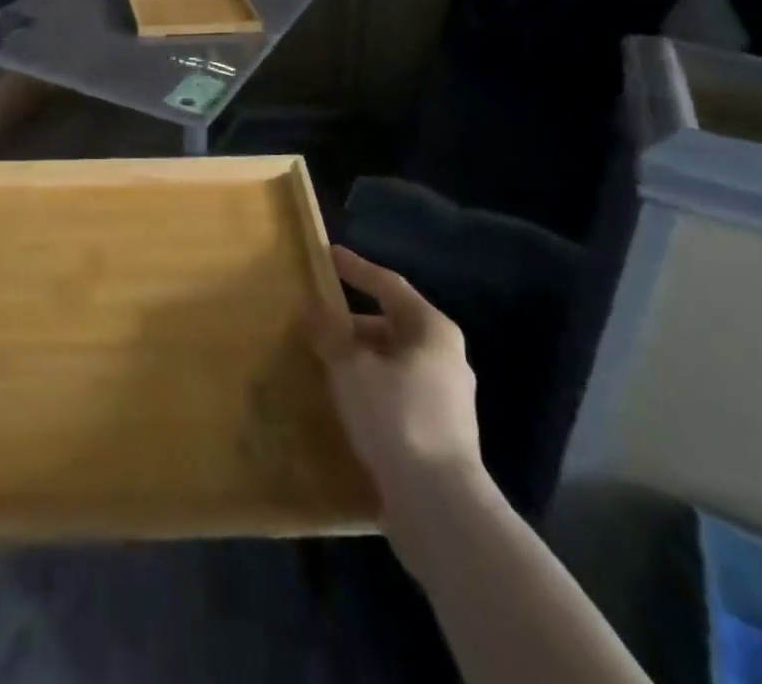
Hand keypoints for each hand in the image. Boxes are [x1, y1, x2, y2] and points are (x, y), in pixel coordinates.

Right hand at [307, 246, 482, 504]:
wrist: (441, 507)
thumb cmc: (397, 417)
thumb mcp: (351, 367)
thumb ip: (330, 333)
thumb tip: (314, 311)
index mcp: (432, 330)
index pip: (388, 284)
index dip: (356, 268)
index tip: (328, 255)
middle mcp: (446, 357)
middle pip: (392, 324)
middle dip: (352, 321)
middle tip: (317, 318)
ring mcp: (447, 398)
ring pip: (393, 362)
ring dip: (359, 357)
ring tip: (323, 359)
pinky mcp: (439, 432)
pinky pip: (396, 393)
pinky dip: (369, 387)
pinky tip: (343, 399)